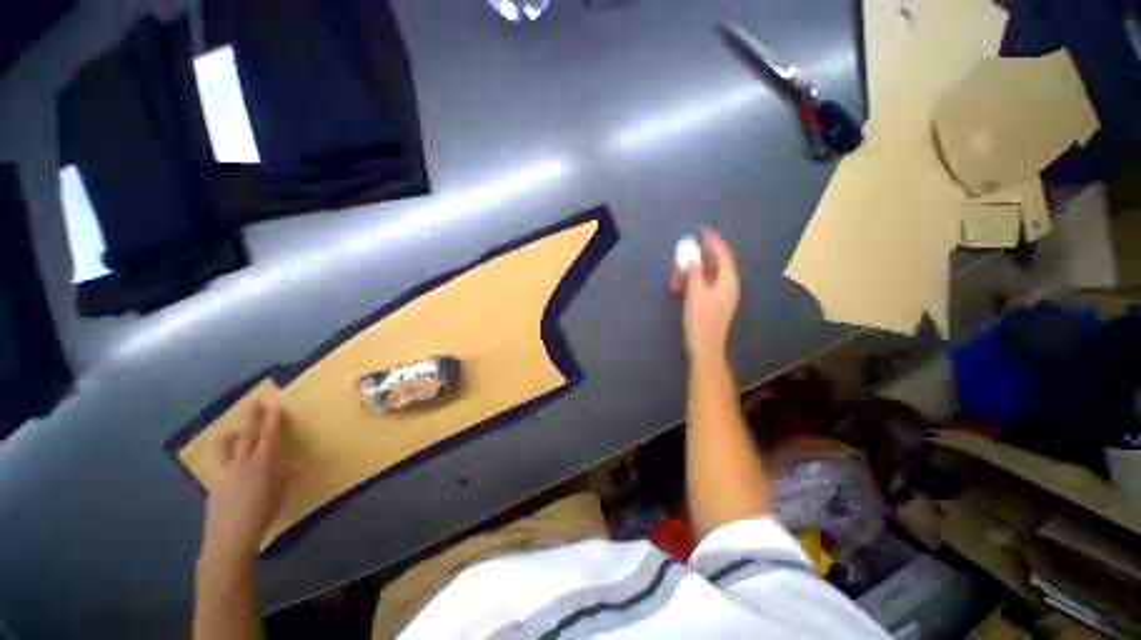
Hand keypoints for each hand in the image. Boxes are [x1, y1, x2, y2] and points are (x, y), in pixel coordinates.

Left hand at [200, 402, 291, 562]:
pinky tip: (229, 465)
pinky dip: (225, 458)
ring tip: (233, 433)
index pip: (270, 434)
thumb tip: (296, 464)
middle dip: (251, 417)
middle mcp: (242, 461)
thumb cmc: (263, 513)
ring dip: (230, 436)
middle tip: (254, 402)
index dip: (273, 419)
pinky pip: (219, 463)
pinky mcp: (214, 483)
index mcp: (263, 462)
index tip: (276, 404)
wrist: (230, 536)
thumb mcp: (280, 492)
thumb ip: (284, 474)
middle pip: (246, 433)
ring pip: (224, 447)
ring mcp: (225, 471)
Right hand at [670, 228, 739, 360]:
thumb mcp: (695, 293)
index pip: (723, 255)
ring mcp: (721, 295)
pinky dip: (694, 281)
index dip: (714, 242)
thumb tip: (692, 254)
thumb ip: (695, 271)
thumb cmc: (700, 320)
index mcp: (728, 281)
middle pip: (717, 263)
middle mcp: (728, 285)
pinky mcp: (713, 303)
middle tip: (686, 251)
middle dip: (701, 257)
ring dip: (694, 271)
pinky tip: (682, 285)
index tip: (704, 230)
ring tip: (678, 273)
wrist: (705, 347)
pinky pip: (704, 284)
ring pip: (709, 275)